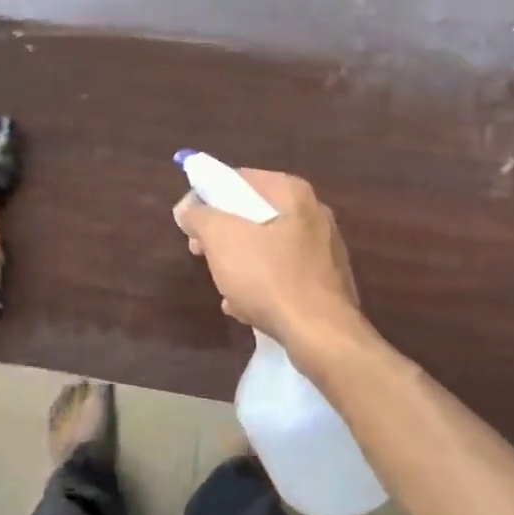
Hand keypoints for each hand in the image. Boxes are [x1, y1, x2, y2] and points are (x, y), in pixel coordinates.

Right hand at [173, 168, 361, 350]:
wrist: (322, 336)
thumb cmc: (270, 278)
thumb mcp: (222, 239)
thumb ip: (199, 216)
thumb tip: (187, 208)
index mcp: (292, 194)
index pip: (240, 179)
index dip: (207, 195)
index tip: (188, 220)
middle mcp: (314, 214)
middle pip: (254, 214)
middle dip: (222, 233)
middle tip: (199, 250)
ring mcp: (324, 251)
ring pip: (268, 247)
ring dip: (239, 262)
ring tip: (222, 285)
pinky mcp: (326, 284)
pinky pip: (283, 275)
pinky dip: (261, 285)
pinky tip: (244, 307)